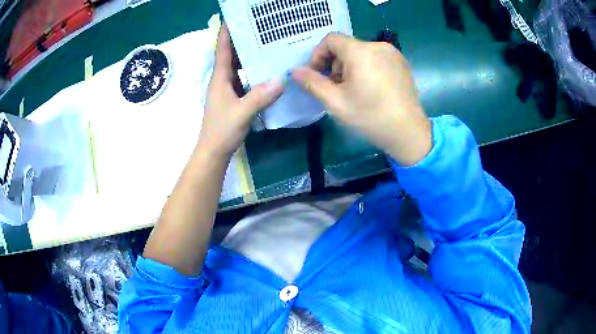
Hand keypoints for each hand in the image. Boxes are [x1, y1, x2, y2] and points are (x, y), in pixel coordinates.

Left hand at [199, 25, 282, 159]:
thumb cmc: (222, 130)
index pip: (223, 49)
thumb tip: (281, 79)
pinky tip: (267, 69)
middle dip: (243, 39)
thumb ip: (260, 96)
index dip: (227, 31)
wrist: (214, 151)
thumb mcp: (241, 112)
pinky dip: (253, 71)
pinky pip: (244, 78)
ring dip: (249, 54)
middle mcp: (222, 79)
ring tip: (267, 43)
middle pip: (232, 54)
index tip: (236, 17)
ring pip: (238, 66)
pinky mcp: (233, 97)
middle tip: (262, 28)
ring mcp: (227, 88)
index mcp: (220, 78)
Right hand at [292, 33, 431, 165]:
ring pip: (361, 53)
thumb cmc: (370, 117)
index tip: (317, 75)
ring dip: (350, 67)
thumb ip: (312, 83)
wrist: (409, 132)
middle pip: (346, 47)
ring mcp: (393, 54)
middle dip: (335, 64)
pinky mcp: (402, 63)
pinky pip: (376, 58)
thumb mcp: (335, 102)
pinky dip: (367, 68)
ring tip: (353, 91)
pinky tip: (371, 89)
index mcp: (360, 51)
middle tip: (335, 88)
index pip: (330, 39)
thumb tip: (295, 71)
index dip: (318, 55)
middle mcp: (378, 46)